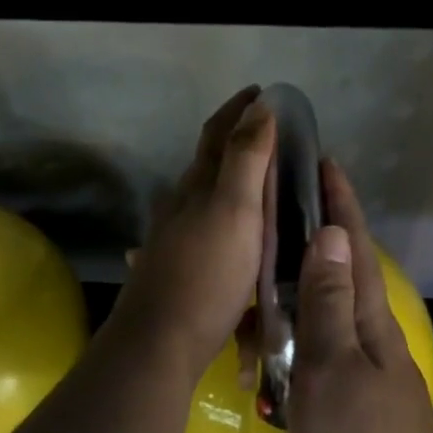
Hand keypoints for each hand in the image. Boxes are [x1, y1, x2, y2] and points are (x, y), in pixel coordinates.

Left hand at [113, 87, 273, 377]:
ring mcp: (175, 238)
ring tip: (263, 185)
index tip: (261, 92)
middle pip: (209, 163)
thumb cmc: (206, 274)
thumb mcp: (235, 211)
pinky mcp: (177, 268)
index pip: (217, 134)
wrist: (160, 341)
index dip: (238, 109)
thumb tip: (259, 107)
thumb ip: (246, 159)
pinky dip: (226, 220)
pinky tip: (234, 236)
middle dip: (236, 143)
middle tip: (272, 138)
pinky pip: (206, 231)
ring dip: (231, 183)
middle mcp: (181, 206)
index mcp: (197, 187)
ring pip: (205, 199)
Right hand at [287, 162, 432, 432]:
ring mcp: (357, 373)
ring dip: (295, 282)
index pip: (352, 248)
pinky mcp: (343, 404)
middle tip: (274, 205)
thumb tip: (329, 233)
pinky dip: (288, 333)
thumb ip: (327, 302)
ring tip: (256, 262)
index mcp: (368, 322)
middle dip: (315, 233)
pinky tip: (263, 336)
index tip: (324, 162)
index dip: (340, 204)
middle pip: (339, 273)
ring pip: (321, 312)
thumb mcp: (334, 367)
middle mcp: (366, 339)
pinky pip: (311, 351)